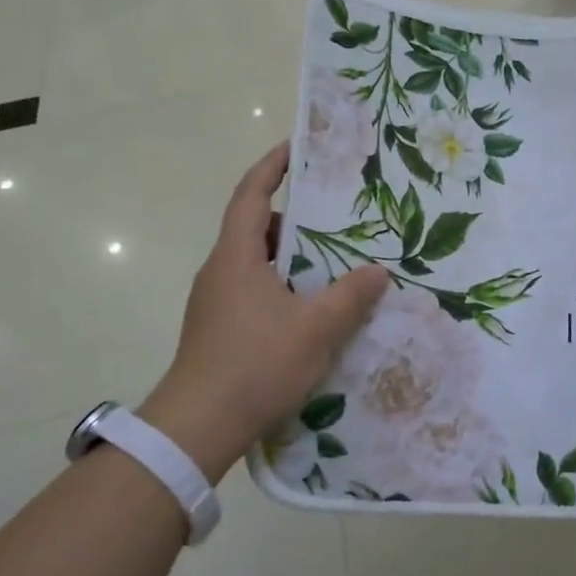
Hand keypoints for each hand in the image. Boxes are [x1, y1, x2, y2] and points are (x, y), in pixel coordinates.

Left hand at [138, 143, 386, 479]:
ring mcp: (216, 302)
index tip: (296, 148)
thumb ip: (350, 296)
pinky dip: (283, 286)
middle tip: (336, 216)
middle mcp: (220, 271)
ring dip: (291, 258)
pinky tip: (312, 310)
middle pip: (255, 228)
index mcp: (236, 257)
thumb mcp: (315, 328)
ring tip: (333, 264)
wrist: (197, 428)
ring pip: (257, 264)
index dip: (272, 167)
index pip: (250, 195)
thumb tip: (378, 272)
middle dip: (294, 218)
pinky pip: (255, 291)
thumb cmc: (255, 365)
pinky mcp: (219, 329)